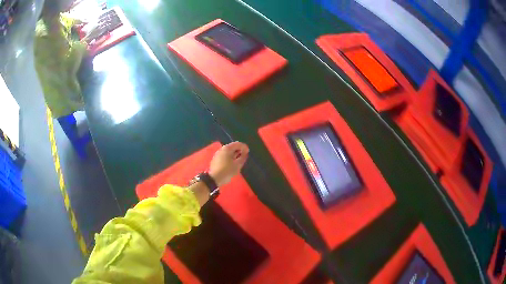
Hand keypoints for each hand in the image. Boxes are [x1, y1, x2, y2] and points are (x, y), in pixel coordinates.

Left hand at [209, 142, 248, 186]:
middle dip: (239, 150)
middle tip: (244, 156)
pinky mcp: (216, 159)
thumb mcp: (237, 165)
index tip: (248, 152)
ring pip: (228, 151)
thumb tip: (245, 153)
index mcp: (227, 148)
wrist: (214, 179)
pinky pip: (225, 155)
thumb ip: (242, 157)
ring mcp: (218, 154)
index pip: (238, 144)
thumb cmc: (227, 171)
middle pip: (232, 147)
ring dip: (235, 154)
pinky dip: (230, 157)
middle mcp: (222, 149)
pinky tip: (232, 163)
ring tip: (239, 160)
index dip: (244, 147)